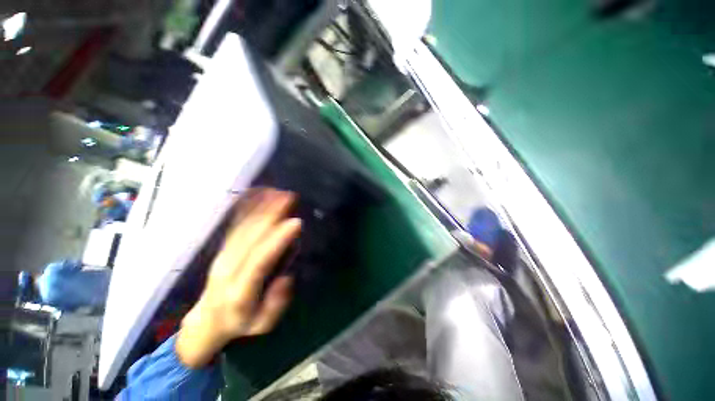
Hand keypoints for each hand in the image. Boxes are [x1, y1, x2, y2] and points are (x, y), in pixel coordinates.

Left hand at [176, 188, 300, 367]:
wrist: (207, 321)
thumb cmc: (241, 322)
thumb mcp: (262, 325)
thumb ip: (276, 305)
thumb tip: (286, 278)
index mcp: (241, 290)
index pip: (260, 261)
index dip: (278, 241)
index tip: (296, 223)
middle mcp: (229, 268)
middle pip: (252, 237)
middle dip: (272, 214)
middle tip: (290, 197)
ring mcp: (223, 255)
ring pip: (243, 226)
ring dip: (261, 207)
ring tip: (277, 191)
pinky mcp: (223, 247)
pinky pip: (234, 224)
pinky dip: (245, 207)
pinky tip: (256, 194)